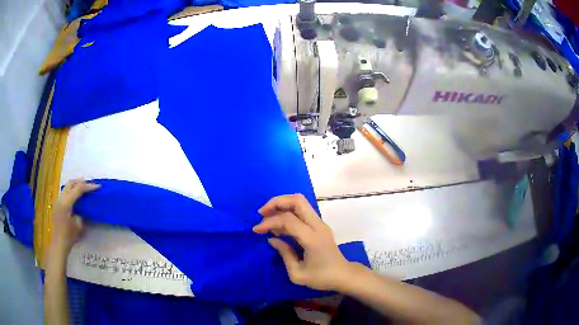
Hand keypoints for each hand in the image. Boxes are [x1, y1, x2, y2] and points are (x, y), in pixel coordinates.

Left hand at [49, 179, 99, 254]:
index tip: (98, 186)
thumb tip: (83, 208)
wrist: (58, 244)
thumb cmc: (69, 237)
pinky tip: (76, 197)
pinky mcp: (57, 204)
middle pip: (71, 183)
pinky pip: (65, 193)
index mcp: (66, 202)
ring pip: (67, 187)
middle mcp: (61, 198)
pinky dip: (72, 191)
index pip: (78, 189)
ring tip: (84, 188)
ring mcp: (58, 200)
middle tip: (91, 184)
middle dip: (81, 182)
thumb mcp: (79, 226)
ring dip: (76, 185)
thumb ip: (81, 213)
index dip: (89, 187)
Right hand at [253, 194, 351, 290]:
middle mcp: (317, 225)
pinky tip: (279, 226)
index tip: (257, 230)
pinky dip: (288, 212)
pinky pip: (303, 211)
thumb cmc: (321, 278)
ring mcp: (320, 223)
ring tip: (267, 219)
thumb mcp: (298, 274)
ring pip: (300, 202)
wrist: (343, 275)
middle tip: (262, 213)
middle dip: (277, 202)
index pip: (288, 219)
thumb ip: (284, 254)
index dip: (270, 222)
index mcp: (312, 238)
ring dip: (282, 205)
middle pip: (297, 200)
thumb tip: (272, 239)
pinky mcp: (320, 225)